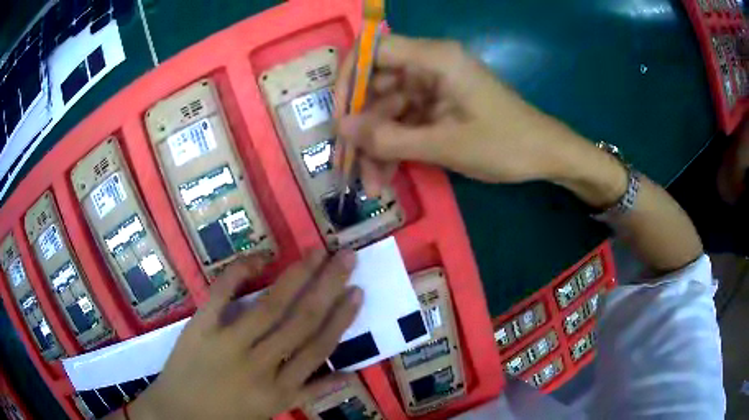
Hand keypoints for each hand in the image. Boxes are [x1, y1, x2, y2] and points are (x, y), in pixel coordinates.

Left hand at [127, 251, 361, 419]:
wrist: (180, 412)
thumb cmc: (231, 414)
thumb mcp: (275, 410)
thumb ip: (311, 392)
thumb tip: (350, 374)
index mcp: (281, 389)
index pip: (318, 348)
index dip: (341, 318)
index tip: (357, 291)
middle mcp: (260, 365)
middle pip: (300, 321)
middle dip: (328, 287)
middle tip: (347, 258)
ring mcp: (228, 344)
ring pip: (269, 307)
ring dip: (296, 276)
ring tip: (317, 253)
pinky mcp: (200, 327)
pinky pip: (220, 294)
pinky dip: (239, 272)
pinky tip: (260, 257)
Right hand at [335, 35, 589, 192]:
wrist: (545, 155)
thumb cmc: (505, 144)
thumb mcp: (445, 145)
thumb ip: (390, 138)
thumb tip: (342, 130)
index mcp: (435, 58)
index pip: (375, 51)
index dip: (349, 78)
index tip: (338, 115)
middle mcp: (430, 65)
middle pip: (378, 85)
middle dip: (363, 127)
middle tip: (350, 164)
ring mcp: (435, 86)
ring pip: (390, 109)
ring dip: (378, 146)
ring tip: (372, 185)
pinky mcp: (439, 105)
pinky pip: (406, 121)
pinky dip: (396, 147)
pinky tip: (387, 177)